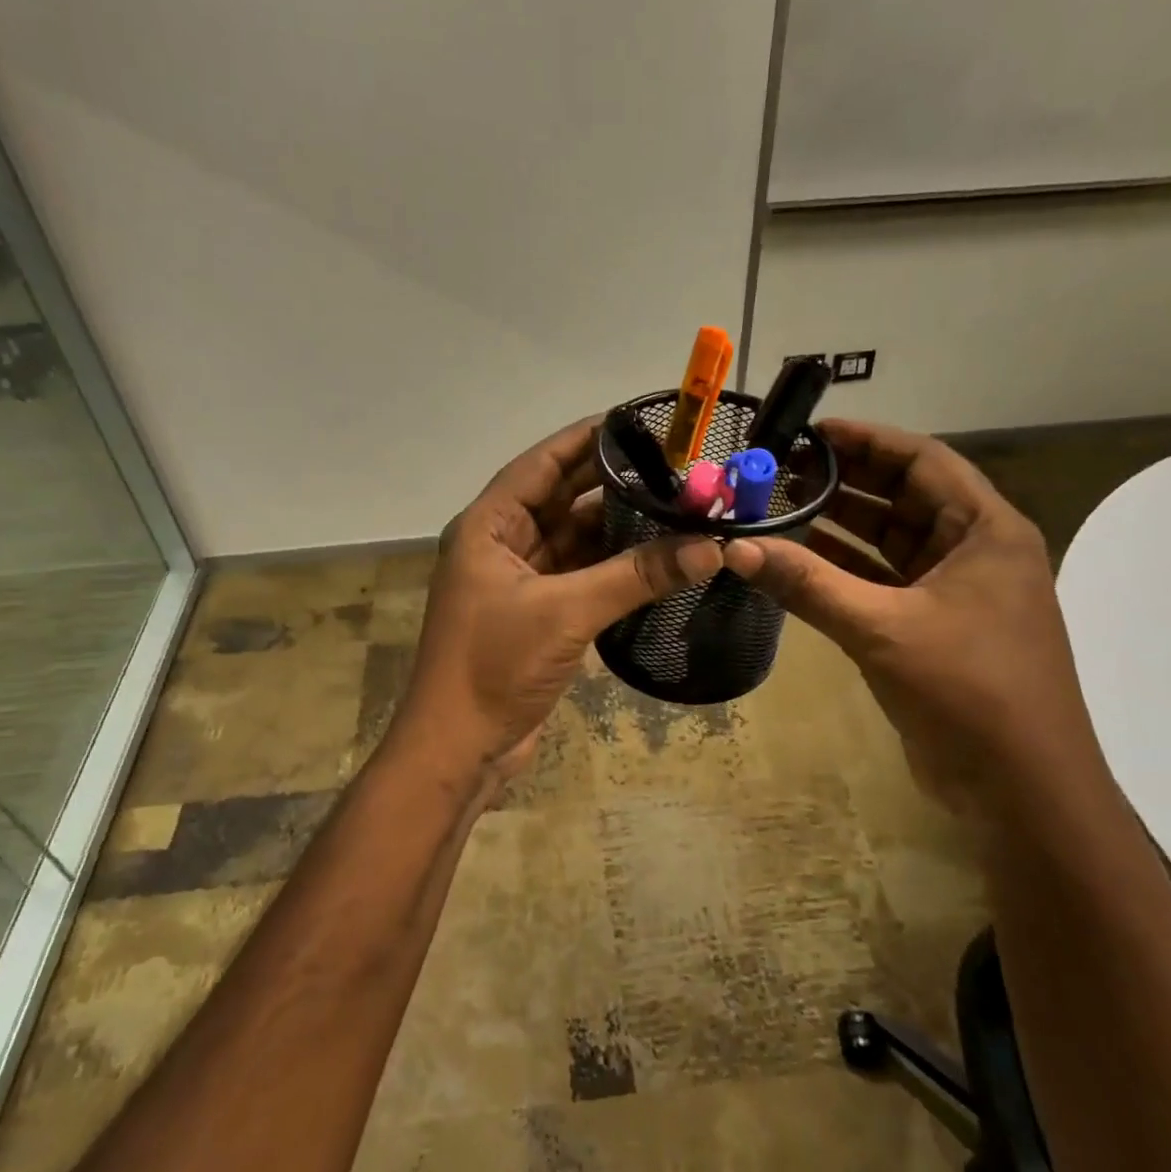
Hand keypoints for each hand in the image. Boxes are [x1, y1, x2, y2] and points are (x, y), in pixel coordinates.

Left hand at [390, 418, 722, 783]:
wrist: (459, 750)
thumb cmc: (495, 667)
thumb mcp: (566, 613)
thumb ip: (637, 576)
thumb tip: (712, 548)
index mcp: (488, 526)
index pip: (542, 464)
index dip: (587, 439)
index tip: (638, 421)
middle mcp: (501, 544)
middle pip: (561, 499)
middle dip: (613, 483)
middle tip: (673, 466)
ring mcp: (519, 582)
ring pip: (575, 539)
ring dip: (618, 527)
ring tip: (677, 506)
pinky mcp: (537, 615)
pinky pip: (581, 575)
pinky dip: (614, 567)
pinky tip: (656, 556)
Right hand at [723, 420, 1105, 820]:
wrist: (1021, 791)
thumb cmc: (968, 692)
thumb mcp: (882, 629)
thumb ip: (807, 584)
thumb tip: (736, 548)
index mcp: (987, 531)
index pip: (924, 461)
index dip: (868, 441)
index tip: (811, 433)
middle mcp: (974, 551)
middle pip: (903, 498)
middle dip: (844, 483)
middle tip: (781, 471)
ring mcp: (954, 592)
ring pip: (889, 543)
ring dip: (838, 527)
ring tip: (779, 508)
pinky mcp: (931, 628)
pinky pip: (881, 583)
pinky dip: (842, 572)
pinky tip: (795, 562)